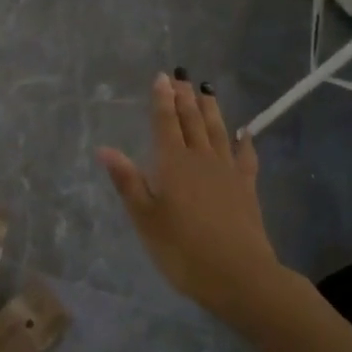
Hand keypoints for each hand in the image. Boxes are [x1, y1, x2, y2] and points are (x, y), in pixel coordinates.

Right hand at [98, 74, 283, 316]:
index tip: (162, 77)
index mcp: (173, 164)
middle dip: (185, 97)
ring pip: (218, 131)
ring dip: (211, 109)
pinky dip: (244, 141)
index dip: (162, 100)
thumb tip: (104, 149)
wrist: (239, 275)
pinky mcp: (246, 188)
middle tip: (181, 76)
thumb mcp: (145, 218)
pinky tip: (245, 132)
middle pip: (192, 121)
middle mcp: (201, 159)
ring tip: (207, 90)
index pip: (166, 124)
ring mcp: (228, 172)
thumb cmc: (182, 249)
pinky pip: (246, 156)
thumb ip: (128, 181)